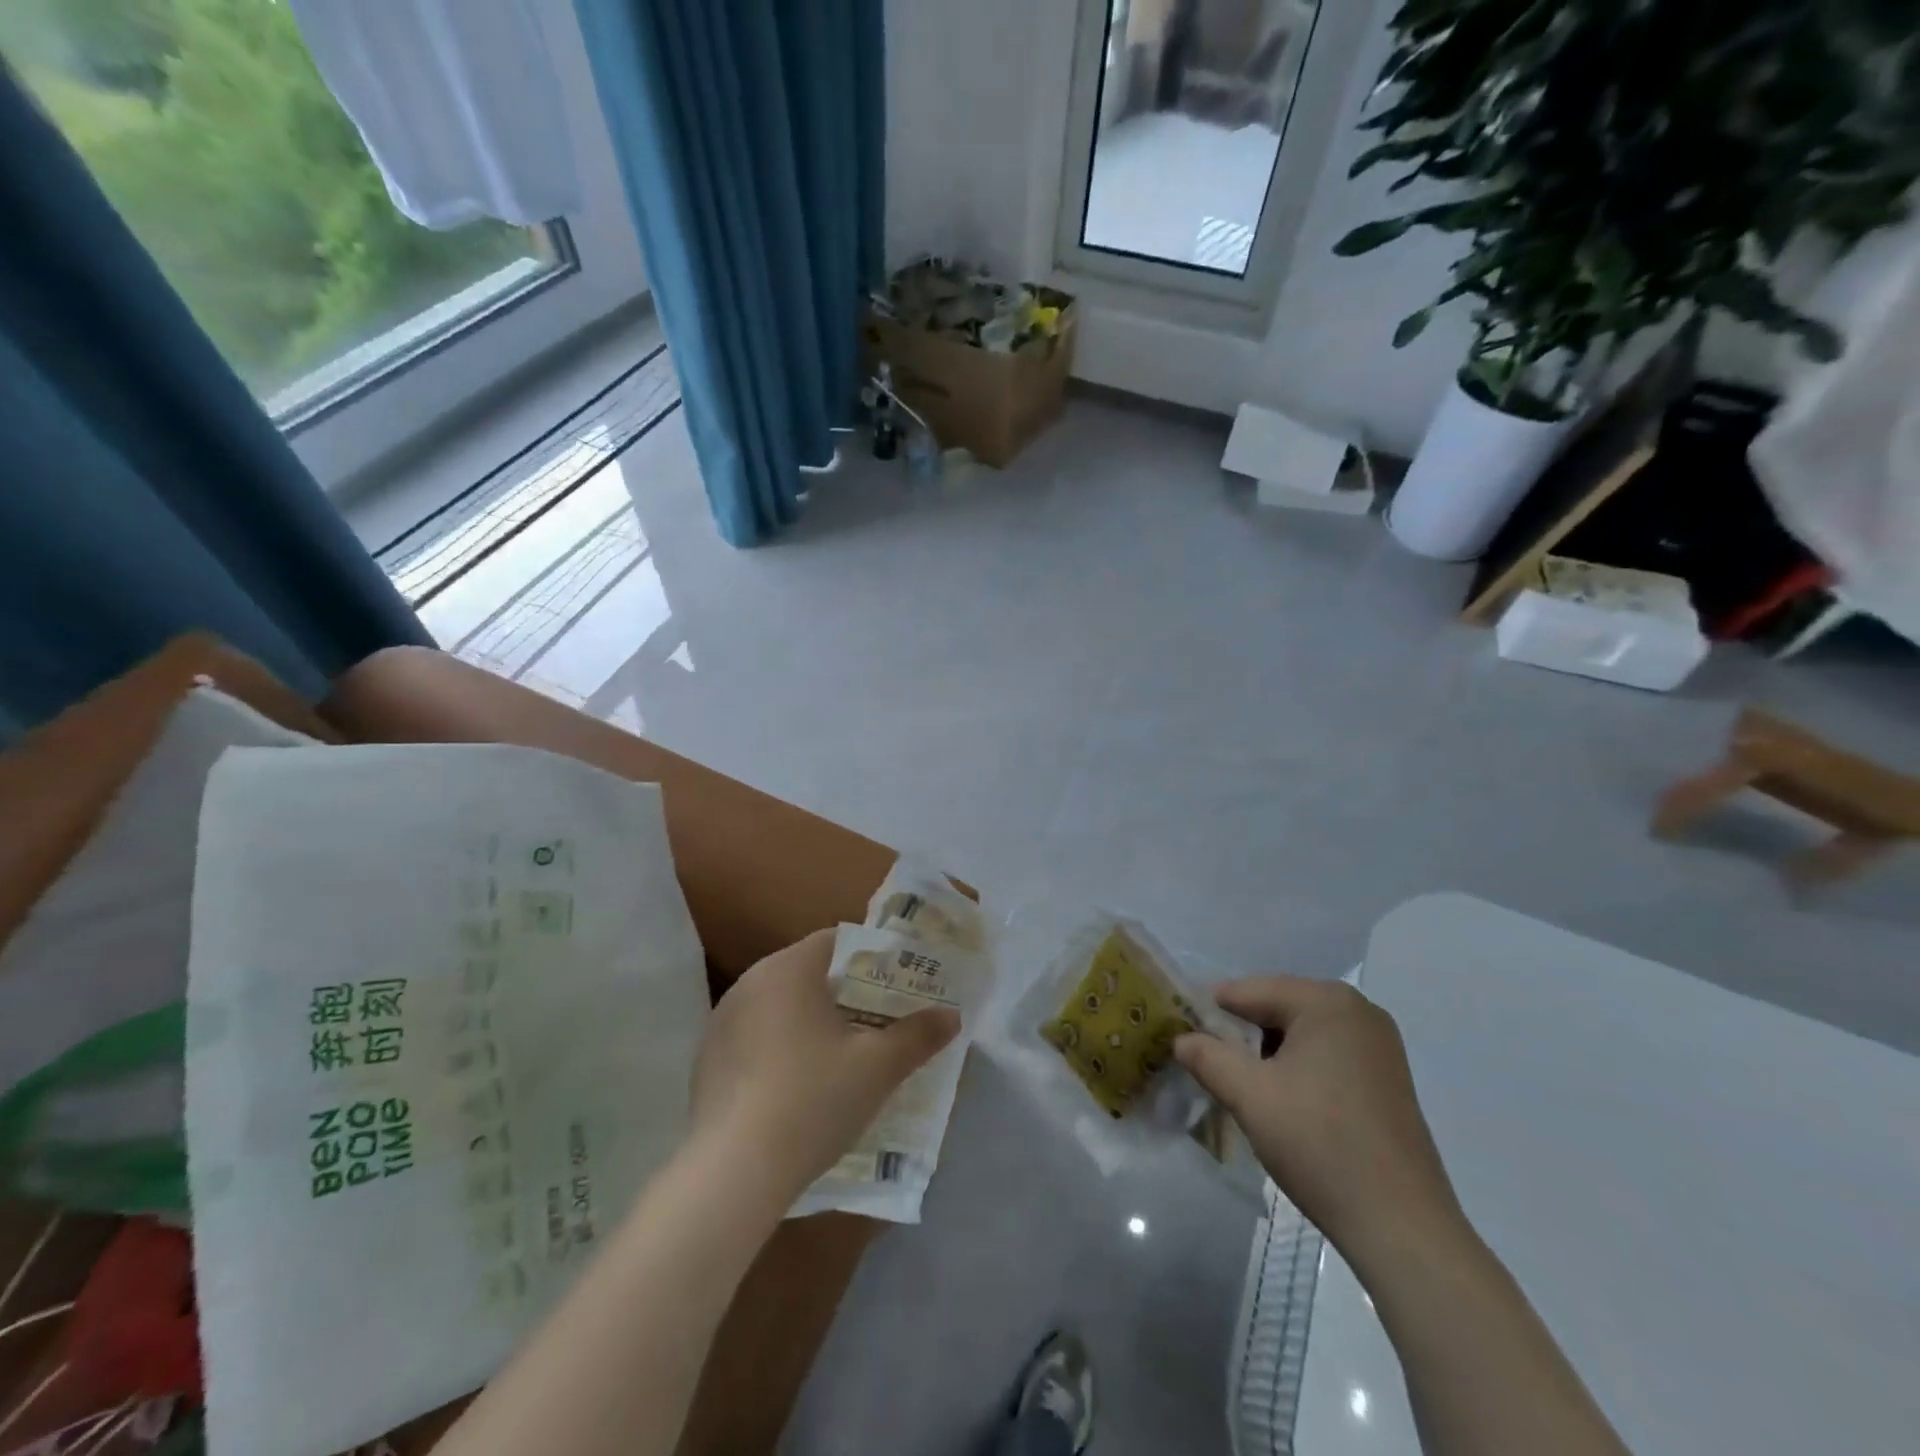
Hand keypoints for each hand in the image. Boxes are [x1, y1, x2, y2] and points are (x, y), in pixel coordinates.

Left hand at [689, 929, 959, 1198]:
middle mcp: (750, 982)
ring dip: (812, 1021)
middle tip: (880, 1019)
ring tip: (845, 1053)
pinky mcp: (707, 1059)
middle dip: (846, 992)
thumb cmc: (813, 1100)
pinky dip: (781, 1047)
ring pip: (781, 1005)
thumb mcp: (878, 1068)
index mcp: (789, 969)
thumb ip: (918, 1035)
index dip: (872, 959)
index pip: (837, 941)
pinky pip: (756, 1036)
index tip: (897, 984)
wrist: (733, 1173)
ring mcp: (722, 1021)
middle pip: (809, 972)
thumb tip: (952, 1016)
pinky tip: (799, 1085)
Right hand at [1175, 977, 1467, 1275]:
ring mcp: (1378, 1046)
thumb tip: (1181, 1039)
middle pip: (1276, 1009)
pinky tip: (1281, 1105)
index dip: (1209, 1014)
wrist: (1402, 1227)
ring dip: (1266, 1056)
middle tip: (1207, 1067)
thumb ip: (1207, 1057)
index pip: (1248, 991)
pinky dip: (1296, 1071)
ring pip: (1299, 1035)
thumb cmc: (1320, 1144)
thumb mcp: (1249, 1095)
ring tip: (1240, 1089)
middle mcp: (1358, 1011)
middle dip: (1239, 1036)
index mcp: (1327, 1001)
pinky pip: (1324, 1057)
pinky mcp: (1386, 1080)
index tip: (1181, 1040)